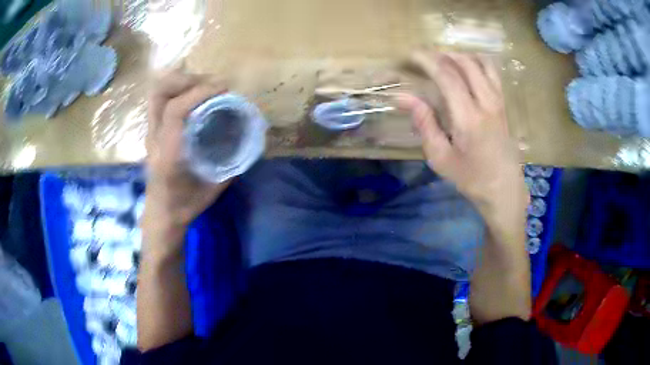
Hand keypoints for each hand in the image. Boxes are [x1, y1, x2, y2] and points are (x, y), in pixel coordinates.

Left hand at [143, 71, 229, 248]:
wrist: (161, 215)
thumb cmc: (186, 205)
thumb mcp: (213, 187)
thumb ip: (231, 161)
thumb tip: (248, 135)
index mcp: (169, 154)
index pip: (176, 110)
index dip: (200, 92)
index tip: (224, 89)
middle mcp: (155, 138)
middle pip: (160, 92)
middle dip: (187, 80)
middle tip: (210, 86)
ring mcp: (150, 132)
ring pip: (157, 92)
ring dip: (180, 82)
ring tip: (202, 87)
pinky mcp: (151, 131)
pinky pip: (160, 100)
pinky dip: (177, 90)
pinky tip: (193, 98)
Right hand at [398, 51, 527, 218]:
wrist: (504, 190)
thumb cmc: (471, 178)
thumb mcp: (441, 158)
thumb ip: (424, 123)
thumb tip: (402, 97)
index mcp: (469, 117)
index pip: (447, 75)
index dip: (426, 60)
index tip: (410, 56)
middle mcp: (486, 102)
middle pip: (464, 62)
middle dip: (440, 54)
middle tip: (423, 59)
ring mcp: (498, 101)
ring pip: (480, 62)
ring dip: (459, 55)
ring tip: (443, 60)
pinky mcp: (504, 103)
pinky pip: (492, 72)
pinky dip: (476, 61)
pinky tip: (466, 67)